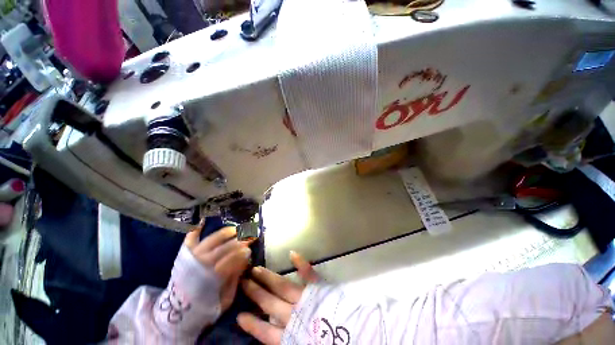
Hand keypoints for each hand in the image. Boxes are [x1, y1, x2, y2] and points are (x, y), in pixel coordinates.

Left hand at [184, 223, 251, 311]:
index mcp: (212, 277)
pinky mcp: (185, 254)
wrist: (177, 312)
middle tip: (250, 237)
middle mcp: (202, 263)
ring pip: (212, 239)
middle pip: (225, 246)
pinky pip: (190, 239)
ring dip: (226, 233)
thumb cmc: (205, 306)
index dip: (243, 253)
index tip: (250, 250)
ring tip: (236, 230)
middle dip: (240, 241)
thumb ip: (235, 280)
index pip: (232, 259)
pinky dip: (195, 230)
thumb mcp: (225, 299)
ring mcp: (193, 256)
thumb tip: (245, 260)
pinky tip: (202, 221)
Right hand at [237, 251, 318, 344]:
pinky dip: (301, 263)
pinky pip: (308, 274)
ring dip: (269, 278)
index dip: (252, 324)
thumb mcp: (299, 344)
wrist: (351, 338)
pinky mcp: (318, 288)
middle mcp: (293, 316)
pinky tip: (292, 253)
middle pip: (269, 303)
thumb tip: (272, 331)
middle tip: (244, 281)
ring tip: (256, 269)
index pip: (265, 331)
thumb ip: (285, 339)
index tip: (240, 316)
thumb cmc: (326, 344)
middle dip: (256, 292)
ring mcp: (305, 299)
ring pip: (282, 286)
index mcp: (289, 336)